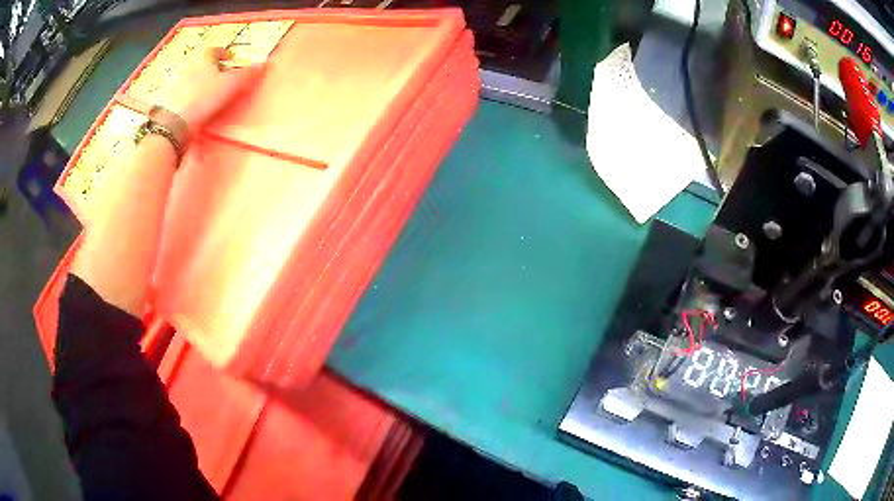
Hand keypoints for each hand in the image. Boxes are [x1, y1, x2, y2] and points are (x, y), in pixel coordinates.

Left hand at [169, 47, 264, 131]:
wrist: (177, 122)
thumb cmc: (206, 97)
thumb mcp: (232, 85)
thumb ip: (248, 74)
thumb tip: (264, 64)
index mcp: (205, 57)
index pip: (215, 50)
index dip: (224, 53)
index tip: (230, 59)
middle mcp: (190, 65)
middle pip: (204, 63)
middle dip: (213, 69)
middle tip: (222, 77)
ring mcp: (178, 81)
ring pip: (193, 77)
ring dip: (202, 82)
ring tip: (210, 93)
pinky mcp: (171, 98)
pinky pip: (184, 91)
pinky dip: (192, 95)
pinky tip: (197, 105)